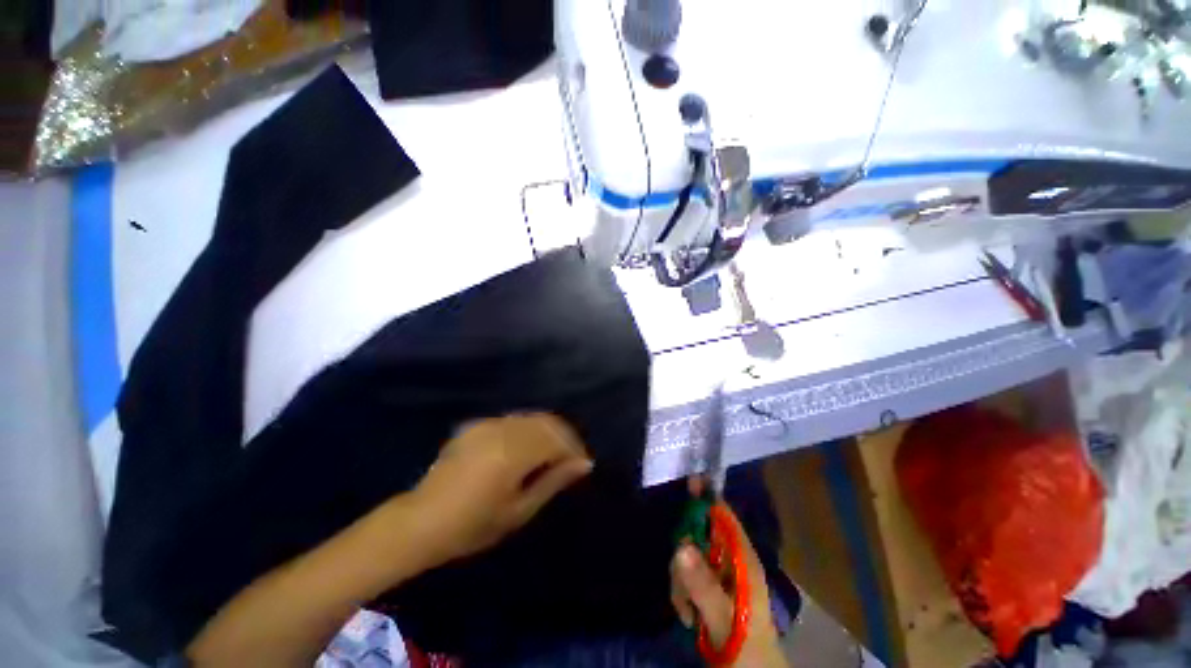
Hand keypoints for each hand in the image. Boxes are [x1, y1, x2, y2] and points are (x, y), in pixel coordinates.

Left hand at [407, 413, 592, 566]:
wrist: (420, 521)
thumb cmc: (472, 525)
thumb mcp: (519, 510)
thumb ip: (553, 481)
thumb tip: (583, 464)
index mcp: (512, 452)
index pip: (556, 439)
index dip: (574, 449)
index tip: (583, 464)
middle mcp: (502, 430)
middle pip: (546, 422)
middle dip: (564, 437)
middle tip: (571, 458)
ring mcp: (487, 424)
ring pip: (531, 417)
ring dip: (547, 431)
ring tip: (553, 453)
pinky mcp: (477, 425)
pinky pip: (513, 419)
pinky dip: (528, 429)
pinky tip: (527, 448)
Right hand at [671, 481, 787, 666]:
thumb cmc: (748, 648)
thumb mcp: (726, 618)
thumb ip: (704, 584)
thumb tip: (681, 544)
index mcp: (743, 559)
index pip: (724, 516)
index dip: (708, 497)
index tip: (690, 480)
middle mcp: (729, 559)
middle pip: (698, 534)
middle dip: (684, 555)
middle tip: (682, 584)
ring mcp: (717, 573)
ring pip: (687, 555)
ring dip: (681, 582)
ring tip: (689, 612)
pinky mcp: (707, 587)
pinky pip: (684, 575)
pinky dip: (681, 593)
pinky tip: (688, 616)